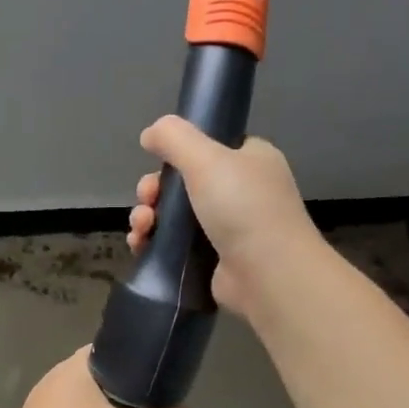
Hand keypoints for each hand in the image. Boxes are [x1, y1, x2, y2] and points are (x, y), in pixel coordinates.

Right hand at [127, 116, 323, 317]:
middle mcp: (240, 192)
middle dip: (153, 190)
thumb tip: (150, 133)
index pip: (208, 148)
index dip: (177, 154)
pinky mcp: (211, 260)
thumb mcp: (207, 158)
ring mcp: (226, 229)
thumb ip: (175, 138)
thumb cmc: (243, 207)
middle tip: (147, 200)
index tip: (158, 164)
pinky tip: (140, 246)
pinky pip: (173, 246)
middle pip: (182, 183)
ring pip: (173, 216)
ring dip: (148, 217)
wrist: (268, 274)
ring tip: (141, 228)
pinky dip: (152, 244)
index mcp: (249, 161)